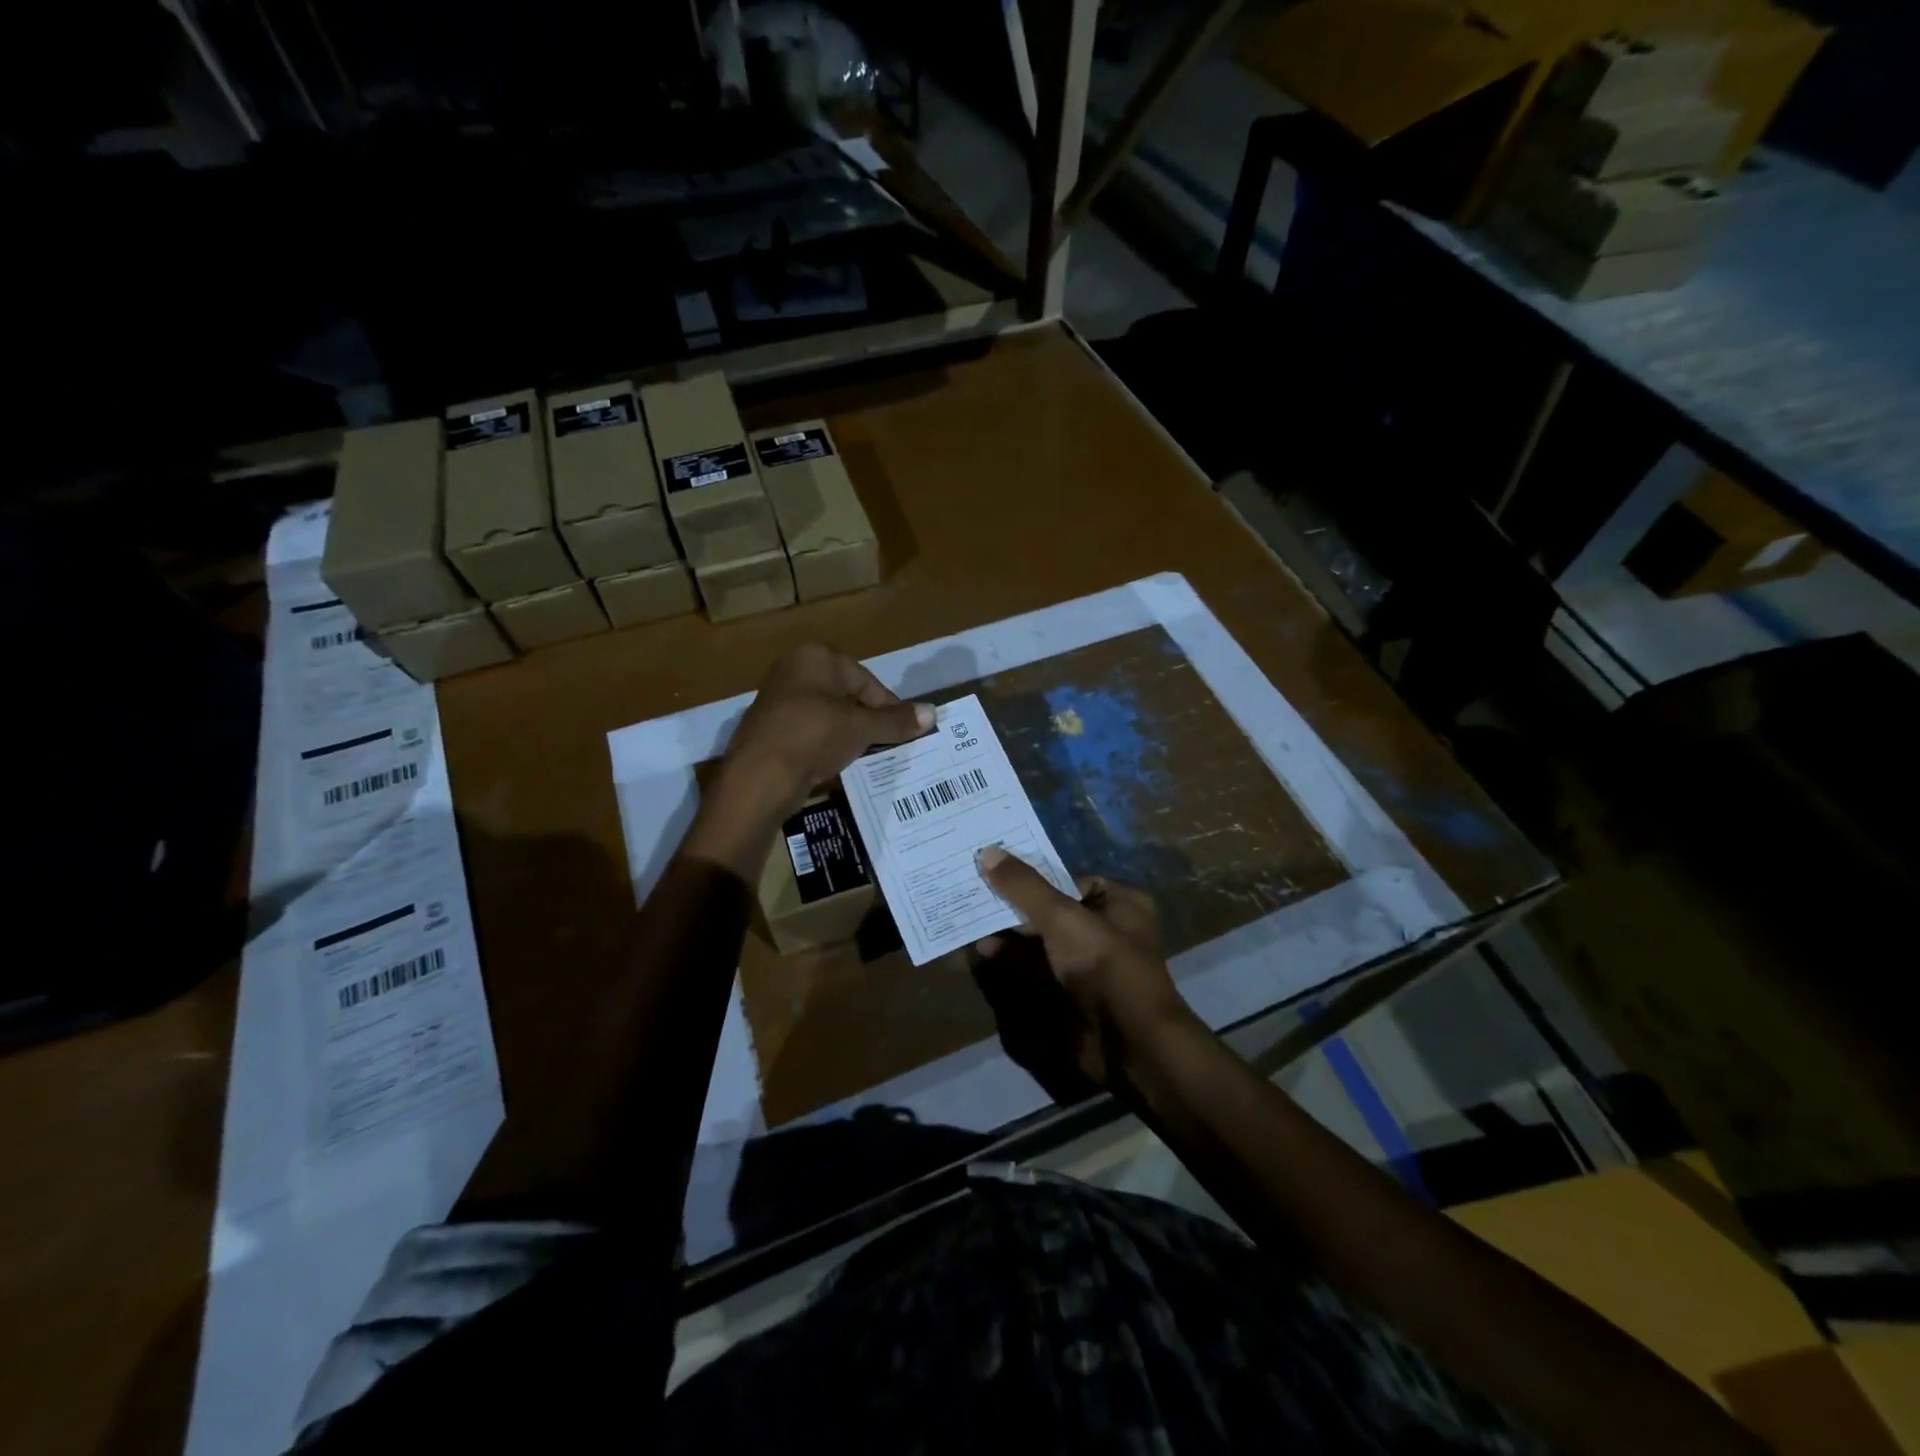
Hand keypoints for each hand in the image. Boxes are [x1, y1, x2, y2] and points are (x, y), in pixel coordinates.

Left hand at [683, 644, 932, 878]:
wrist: (759, 776)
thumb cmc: (815, 736)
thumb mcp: (862, 728)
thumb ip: (897, 721)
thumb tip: (933, 713)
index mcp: (817, 656)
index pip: (867, 681)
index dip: (888, 709)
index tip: (902, 733)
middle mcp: (794, 668)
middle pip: (847, 696)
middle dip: (867, 721)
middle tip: (884, 747)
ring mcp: (778, 697)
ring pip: (828, 715)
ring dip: (847, 735)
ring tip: (861, 758)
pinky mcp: (769, 726)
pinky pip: (809, 731)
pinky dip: (824, 745)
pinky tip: (833, 765)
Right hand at [969, 849, 1198, 1101]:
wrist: (1128, 1043)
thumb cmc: (1103, 964)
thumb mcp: (1062, 917)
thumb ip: (1024, 886)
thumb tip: (987, 851)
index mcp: (1120, 903)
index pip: (1069, 880)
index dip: (1033, 875)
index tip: (995, 868)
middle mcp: (1107, 930)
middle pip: (1052, 909)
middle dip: (1015, 904)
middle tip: (974, 890)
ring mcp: (1089, 965)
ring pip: (1042, 940)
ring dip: (1009, 933)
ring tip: (970, 918)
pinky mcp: (1072, 994)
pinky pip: (1037, 968)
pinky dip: (1013, 959)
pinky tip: (982, 951)